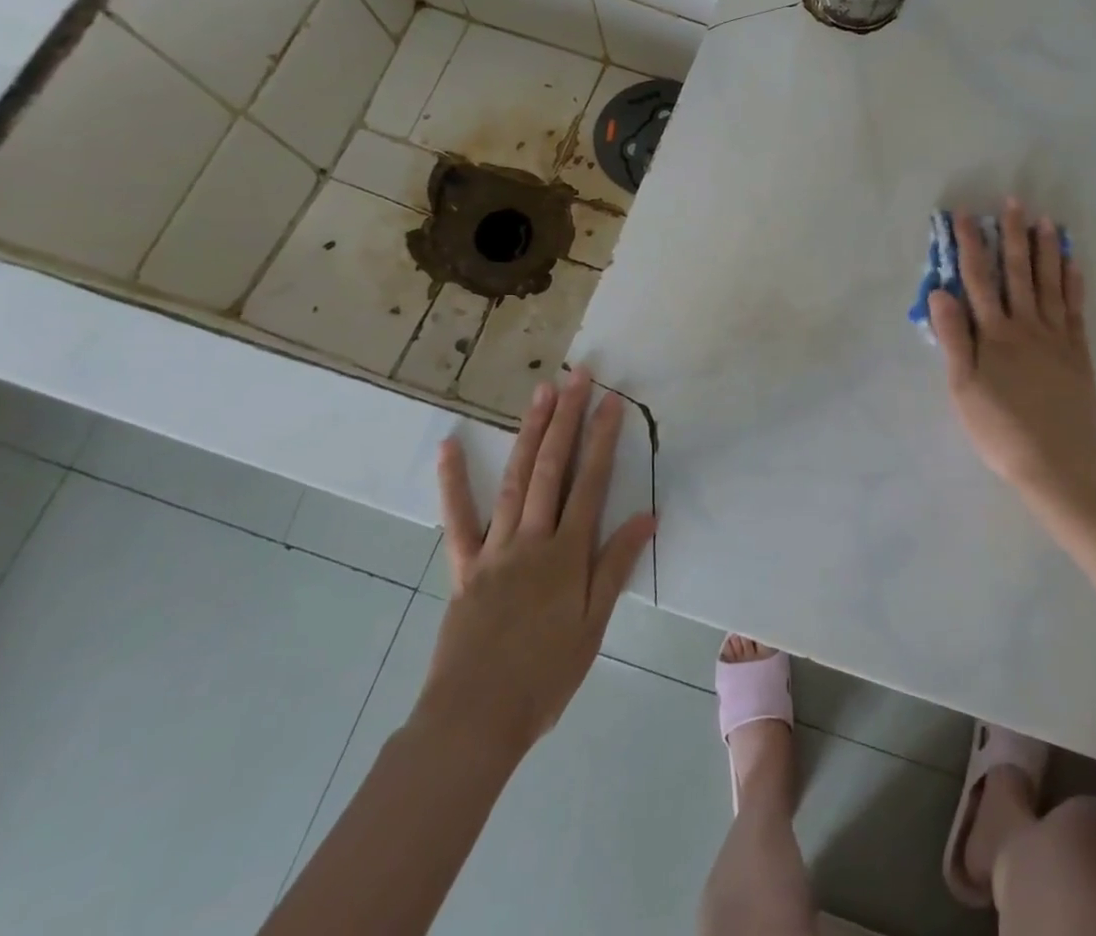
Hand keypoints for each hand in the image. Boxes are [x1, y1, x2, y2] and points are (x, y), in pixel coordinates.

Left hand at [412, 369, 656, 760]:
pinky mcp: (464, 566)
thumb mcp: (593, 625)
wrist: (474, 720)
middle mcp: (532, 539)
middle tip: (577, 377)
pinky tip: (449, 446)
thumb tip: (646, 516)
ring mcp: (495, 549)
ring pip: (514, 480)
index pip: (590, 483)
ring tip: (540, 394)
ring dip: (529, 433)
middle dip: (567, 419)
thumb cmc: (544, 675)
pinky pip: (458, 519)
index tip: (611, 401)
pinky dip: (453, 481)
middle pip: (551, 469)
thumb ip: (616, 566)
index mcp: (567, 554)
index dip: (602, 439)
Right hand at [929, 200, 1095, 494]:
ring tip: (1045, 220)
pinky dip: (1073, 283)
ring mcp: (1055, 337)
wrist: (1057, 461)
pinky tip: (1072, 263)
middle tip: (1013, 202)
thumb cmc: (999, 429)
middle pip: (1017, 272)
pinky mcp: (1077, 351)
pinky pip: (1074, 309)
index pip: (978, 280)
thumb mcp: (963, 388)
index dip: (971, 246)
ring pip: (1049, 283)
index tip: (965, 216)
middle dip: (1012, 235)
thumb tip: (941, 292)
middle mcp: (1025, 326)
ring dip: (1045, 250)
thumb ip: (953, 338)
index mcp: (993, 334)